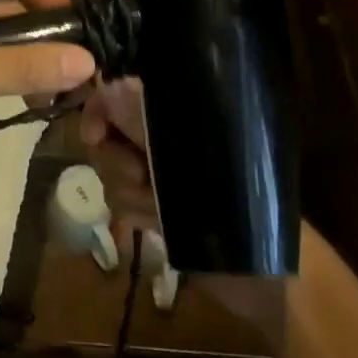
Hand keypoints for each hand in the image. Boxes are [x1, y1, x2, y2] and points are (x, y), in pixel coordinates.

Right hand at [81, 76, 291, 342]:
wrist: (260, 269)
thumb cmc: (230, 198)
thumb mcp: (183, 148)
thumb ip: (141, 114)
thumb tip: (106, 88)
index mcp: (172, 114)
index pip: (116, 95)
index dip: (98, 112)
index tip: (96, 138)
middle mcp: (161, 137)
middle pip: (108, 138)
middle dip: (117, 164)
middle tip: (142, 179)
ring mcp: (159, 174)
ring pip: (112, 174)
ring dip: (129, 195)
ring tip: (157, 212)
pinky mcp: (157, 207)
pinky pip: (122, 205)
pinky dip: (134, 214)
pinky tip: (154, 226)